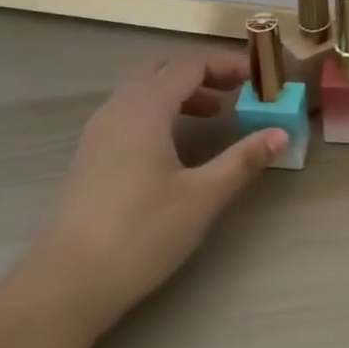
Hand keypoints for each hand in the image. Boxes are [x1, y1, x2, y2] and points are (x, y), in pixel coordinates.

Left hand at [31, 50, 283, 332]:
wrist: (67, 282)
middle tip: (235, 92)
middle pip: (162, 69)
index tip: (257, 78)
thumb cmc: (140, 233)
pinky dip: (159, 111)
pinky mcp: (90, 155)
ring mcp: (99, 131)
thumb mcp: (202, 197)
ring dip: (179, 93)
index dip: (226, 65)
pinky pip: (129, 112)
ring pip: (142, 91)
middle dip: (201, 74)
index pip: (190, 65)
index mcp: (145, 107)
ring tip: (213, 116)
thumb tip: (281, 134)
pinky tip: (174, 146)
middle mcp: (118, 108)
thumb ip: (242, 160)